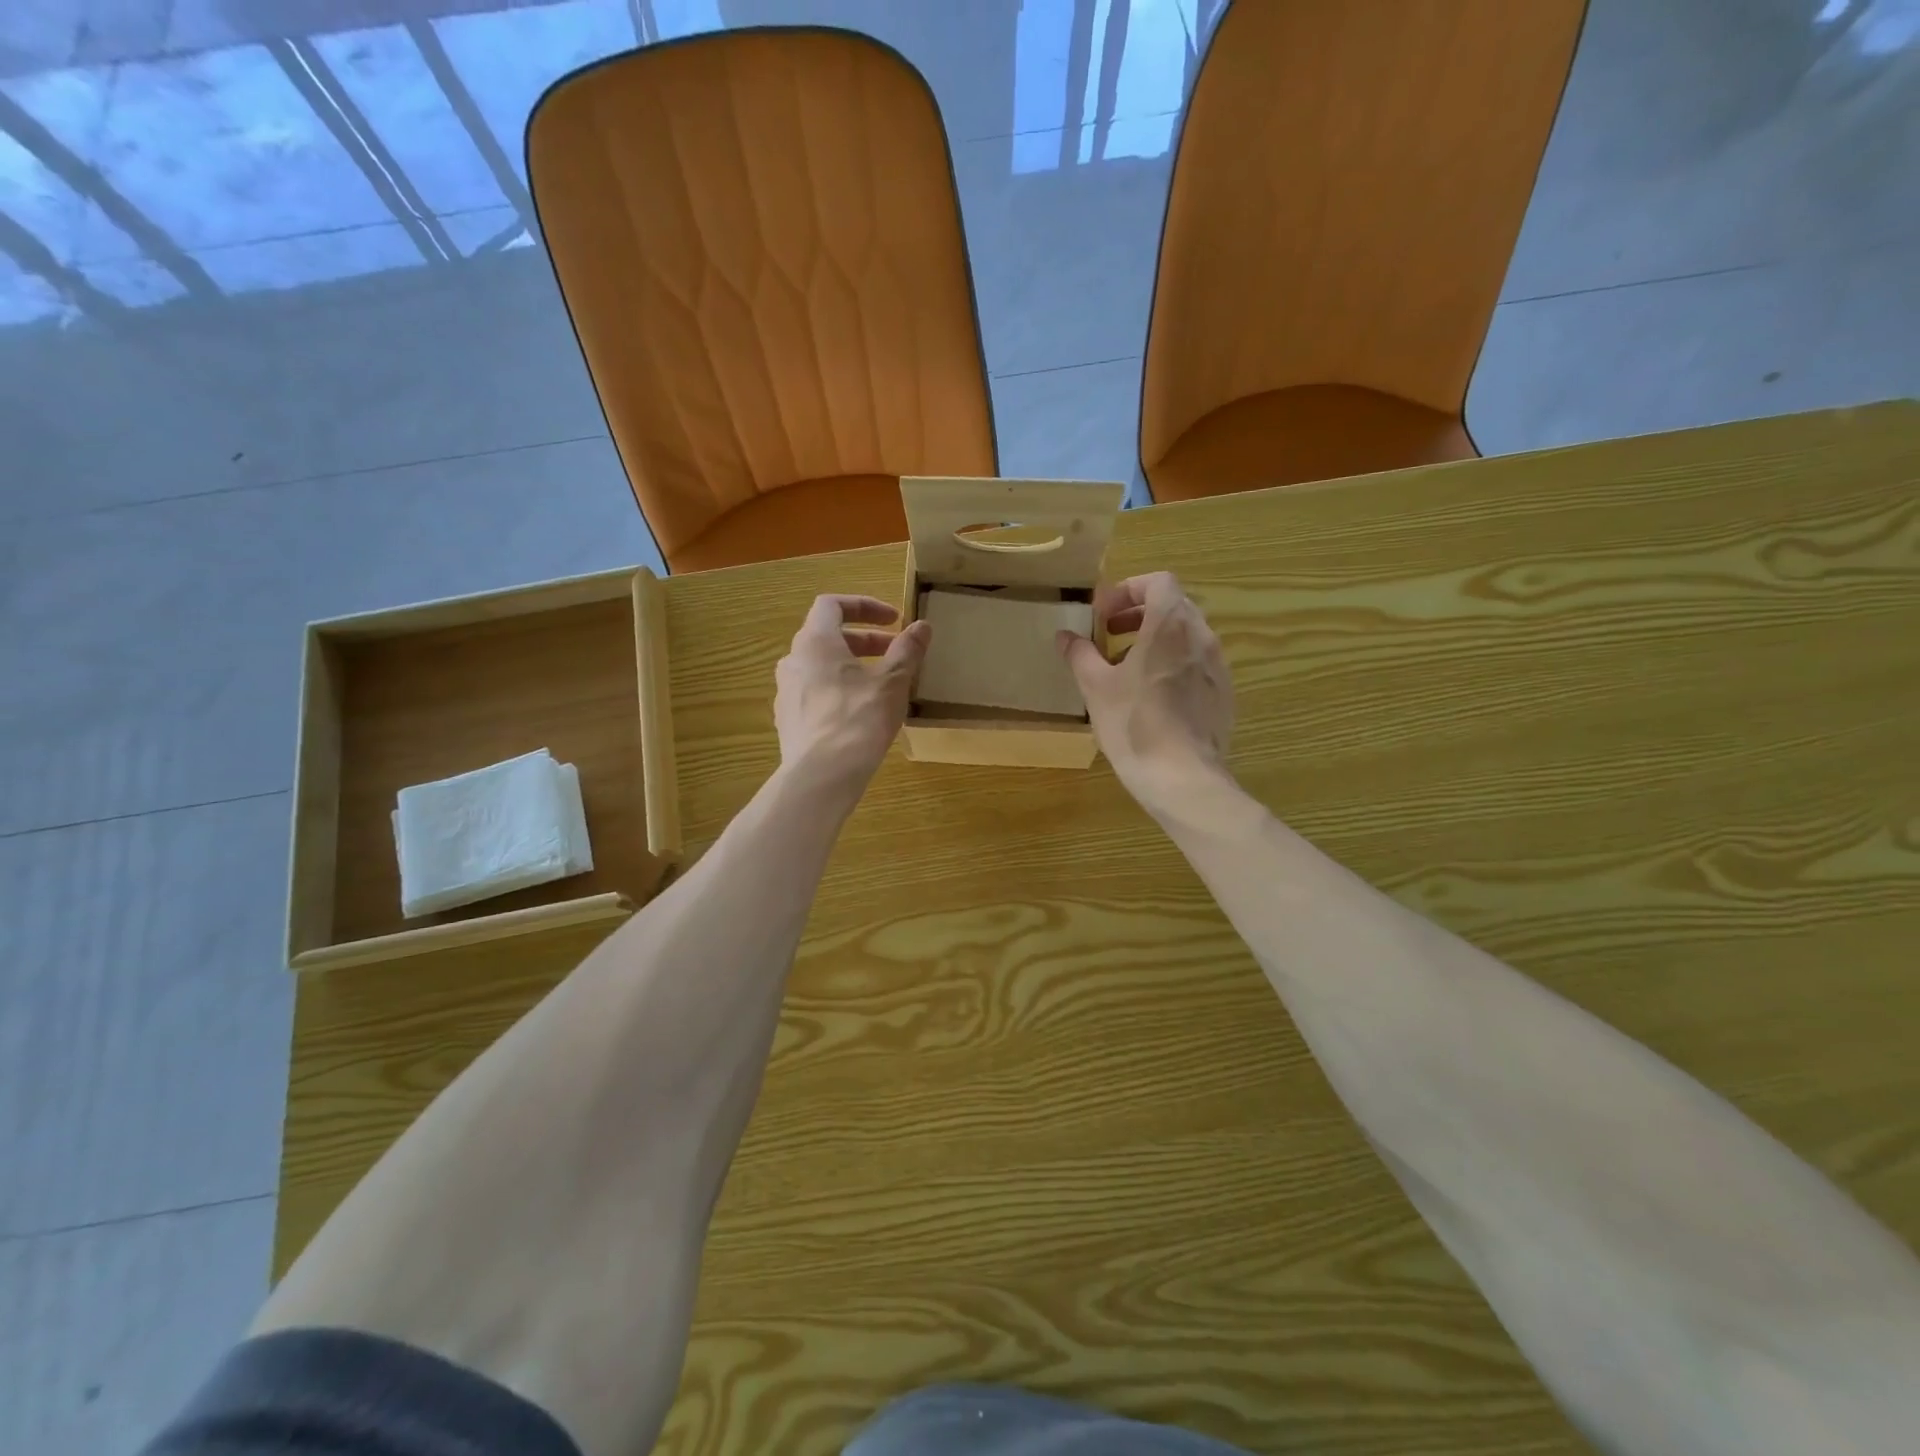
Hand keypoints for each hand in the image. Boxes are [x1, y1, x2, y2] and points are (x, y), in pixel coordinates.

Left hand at [775, 595, 929, 799]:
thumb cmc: (858, 719)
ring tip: (881, 685)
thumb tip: (922, 626)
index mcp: (814, 641)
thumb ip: (907, 650)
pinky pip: (815, 693)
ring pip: (820, 667)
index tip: (893, 620)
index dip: (865, 606)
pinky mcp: (788, 720)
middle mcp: (793, 660)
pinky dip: (838, 691)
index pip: (832, 604)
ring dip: (851, 667)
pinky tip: (860, 714)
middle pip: (827, 636)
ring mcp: (786, 692)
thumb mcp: (892, 681)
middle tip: (895, 653)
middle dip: (864, 640)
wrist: (821, 775)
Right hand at [1058, 572, 1232, 818]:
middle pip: (1174, 605)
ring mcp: (1217, 666)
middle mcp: (1201, 636)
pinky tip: (1152, 696)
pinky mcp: (1223, 693)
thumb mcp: (1096, 687)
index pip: (1158, 582)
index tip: (1104, 615)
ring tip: (1127, 667)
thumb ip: (1080, 654)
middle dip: (1140, 614)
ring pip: (1187, 635)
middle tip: (1110, 635)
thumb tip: (1065, 636)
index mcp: (1170, 625)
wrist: (1182, 777)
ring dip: (1156, 639)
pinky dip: (1173, 664)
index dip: (1128, 590)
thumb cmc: (1134, 724)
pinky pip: (1197, 663)